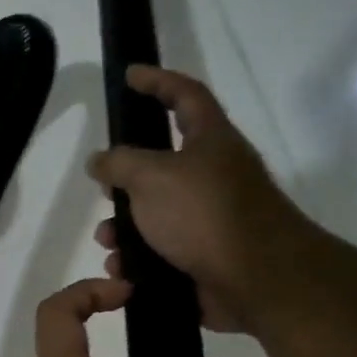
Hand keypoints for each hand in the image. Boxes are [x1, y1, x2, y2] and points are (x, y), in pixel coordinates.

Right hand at [87, 66, 312, 334]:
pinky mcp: (206, 256)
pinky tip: (121, 267)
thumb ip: (119, 163)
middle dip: (127, 177)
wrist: (257, 280)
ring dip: (125, 224)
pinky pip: (162, 250)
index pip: (185, 95)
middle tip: (103, 184)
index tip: (129, 75)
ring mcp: (212, 218)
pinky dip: (138, 257)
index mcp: (211, 141)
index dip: (157, 81)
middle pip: (164, 163)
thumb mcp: (151, 176)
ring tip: (107, 239)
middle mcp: (215, 175)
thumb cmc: (205, 214)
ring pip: (157, 213)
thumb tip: (99, 161)